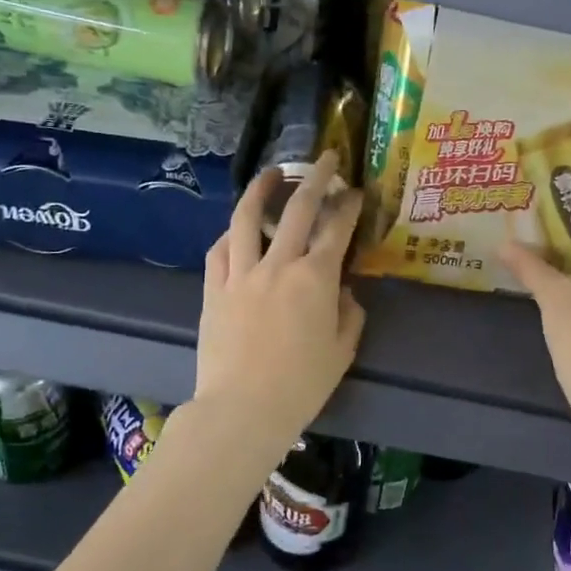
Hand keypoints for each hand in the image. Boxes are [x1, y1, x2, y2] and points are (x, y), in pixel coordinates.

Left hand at [195, 152, 365, 450]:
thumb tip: (344, 292)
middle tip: (324, 160)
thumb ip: (349, 315)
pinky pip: (220, 251)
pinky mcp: (214, 290)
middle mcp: (278, 265)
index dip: (349, 206)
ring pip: (248, 219)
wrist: (243, 409)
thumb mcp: (341, 351)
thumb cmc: (301, 385)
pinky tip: (237, 229)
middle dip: (314, 178)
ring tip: (270, 173)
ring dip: (261, 190)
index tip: (356, 191)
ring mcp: (241, 274)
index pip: (337, 229)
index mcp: (315, 278)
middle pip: (297, 209)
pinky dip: (231, 234)